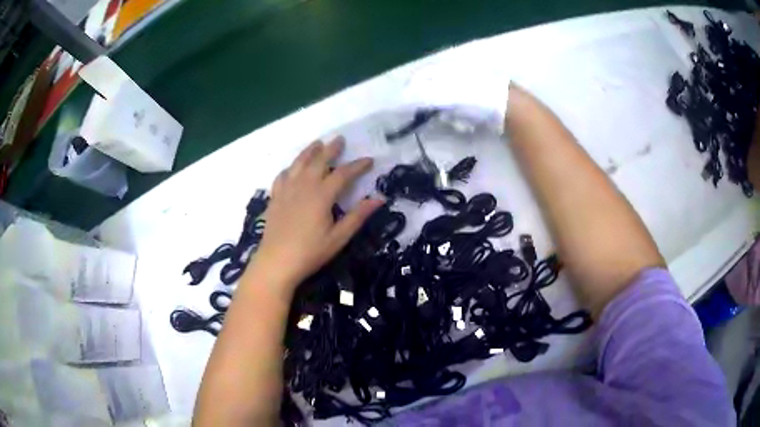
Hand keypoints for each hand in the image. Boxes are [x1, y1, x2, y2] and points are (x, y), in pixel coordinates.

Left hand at [248, 137, 383, 296]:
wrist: (276, 262)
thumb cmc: (310, 252)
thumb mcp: (339, 237)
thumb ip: (358, 216)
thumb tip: (379, 198)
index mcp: (322, 195)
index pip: (343, 174)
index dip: (357, 166)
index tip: (369, 160)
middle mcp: (304, 185)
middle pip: (319, 161)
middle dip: (331, 149)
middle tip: (340, 139)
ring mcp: (287, 190)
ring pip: (299, 163)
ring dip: (309, 151)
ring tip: (317, 143)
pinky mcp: (275, 197)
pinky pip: (282, 175)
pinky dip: (290, 168)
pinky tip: (292, 168)